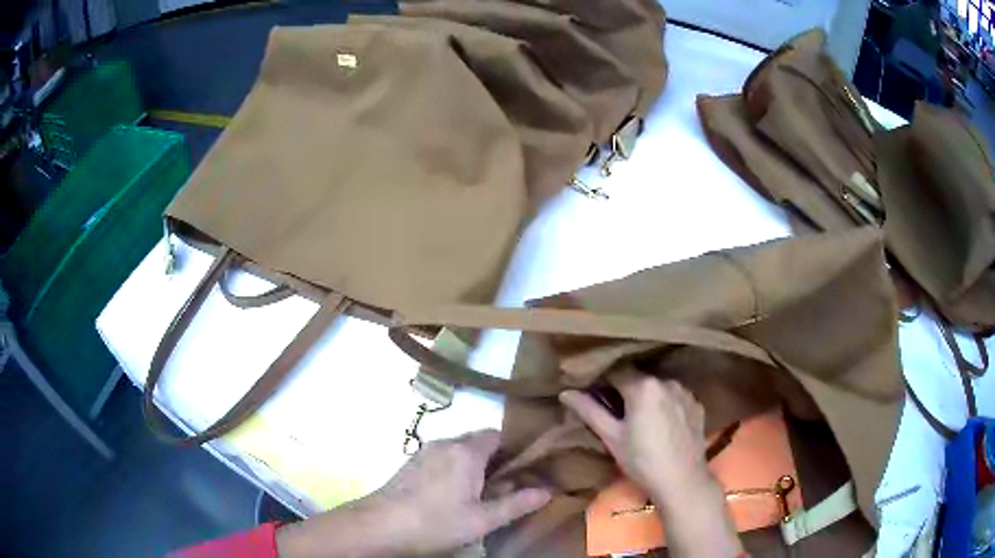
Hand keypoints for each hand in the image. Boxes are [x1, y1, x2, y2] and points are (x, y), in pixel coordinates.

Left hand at [277, 430, 550, 556]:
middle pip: (479, 442)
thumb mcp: (482, 520)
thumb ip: (516, 504)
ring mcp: (424, 452)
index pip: (499, 435)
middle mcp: (445, 443)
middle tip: (506, 488)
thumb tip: (547, 491)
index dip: (515, 450)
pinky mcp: (410, 463)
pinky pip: (442, 459)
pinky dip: (454, 470)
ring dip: (474, 467)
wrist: (378, 527)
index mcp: (466, 451)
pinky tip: (452, 496)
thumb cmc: (435, 523)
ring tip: (480, 495)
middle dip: (496, 461)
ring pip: (459, 452)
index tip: (526, 471)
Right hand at [560, 372, 709, 502]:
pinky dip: (666, 405)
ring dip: (648, 397)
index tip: (595, 395)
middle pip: (639, 379)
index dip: (603, 381)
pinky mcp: (697, 405)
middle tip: (617, 413)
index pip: (617, 372)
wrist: (681, 481)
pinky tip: (663, 426)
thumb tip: (565, 392)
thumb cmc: (641, 460)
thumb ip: (589, 411)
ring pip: (658, 387)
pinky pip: (676, 398)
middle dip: (626, 390)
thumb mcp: (611, 437)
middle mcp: (666, 382)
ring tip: (642, 420)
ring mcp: (685, 392)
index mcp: (643, 386)